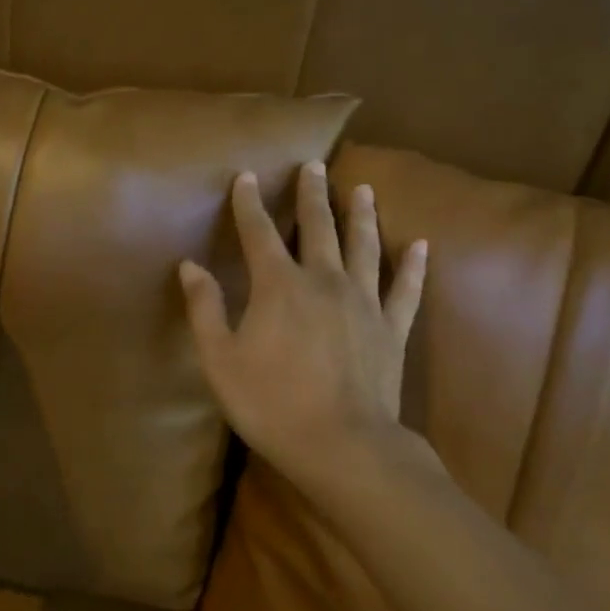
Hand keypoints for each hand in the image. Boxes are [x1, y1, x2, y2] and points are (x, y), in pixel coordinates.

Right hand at [179, 161, 426, 486]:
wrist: (343, 445)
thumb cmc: (272, 404)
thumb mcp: (220, 360)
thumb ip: (205, 309)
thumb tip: (190, 266)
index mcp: (278, 286)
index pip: (259, 233)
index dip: (249, 203)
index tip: (246, 177)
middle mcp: (324, 280)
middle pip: (318, 227)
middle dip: (313, 194)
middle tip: (314, 165)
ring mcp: (364, 302)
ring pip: (364, 246)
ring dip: (361, 215)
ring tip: (362, 188)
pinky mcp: (391, 328)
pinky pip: (405, 289)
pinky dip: (413, 266)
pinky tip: (420, 245)